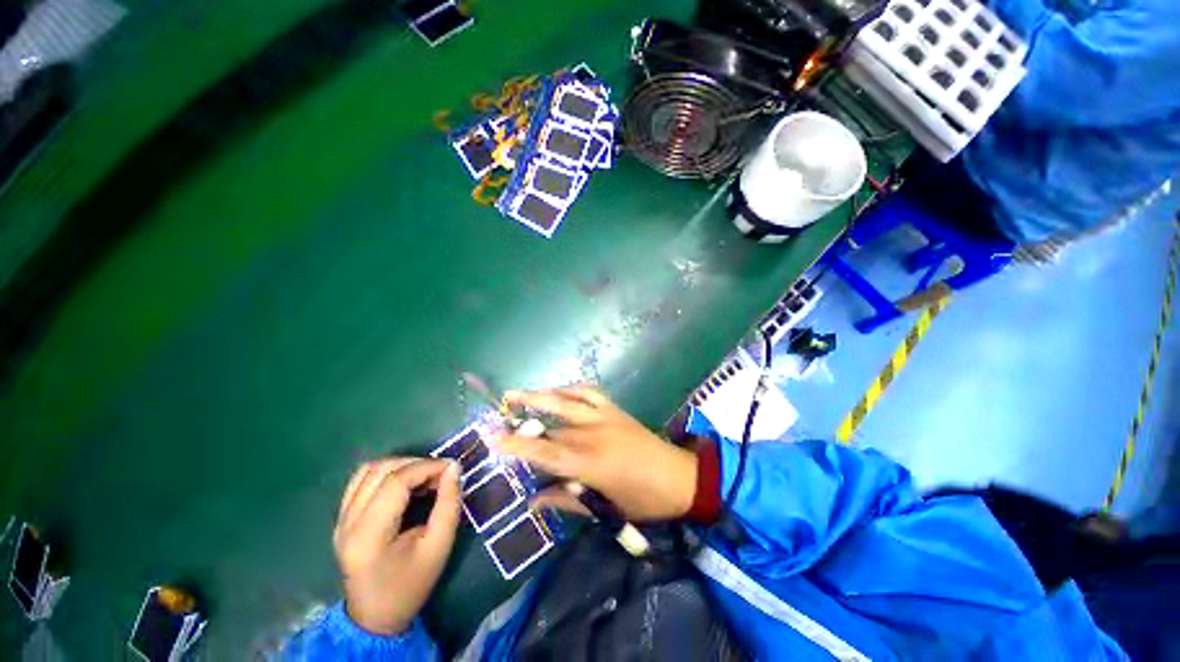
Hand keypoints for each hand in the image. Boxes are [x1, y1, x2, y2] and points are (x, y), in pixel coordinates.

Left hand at [333, 458, 460, 634]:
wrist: (376, 616)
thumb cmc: (411, 584)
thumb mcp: (439, 546)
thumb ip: (449, 504)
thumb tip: (453, 468)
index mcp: (369, 536)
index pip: (395, 482)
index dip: (426, 467)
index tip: (451, 468)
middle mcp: (347, 523)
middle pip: (379, 470)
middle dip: (415, 463)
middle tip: (440, 474)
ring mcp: (340, 520)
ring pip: (368, 470)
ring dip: (400, 465)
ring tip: (424, 476)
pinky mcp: (341, 518)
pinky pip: (361, 480)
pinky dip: (386, 472)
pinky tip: (404, 483)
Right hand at [495, 386, 696, 520]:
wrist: (679, 477)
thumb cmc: (643, 500)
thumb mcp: (604, 508)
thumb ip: (566, 501)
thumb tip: (533, 500)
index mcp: (589, 462)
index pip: (543, 452)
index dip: (514, 445)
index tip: (490, 437)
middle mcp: (592, 433)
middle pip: (549, 425)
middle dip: (521, 419)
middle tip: (496, 413)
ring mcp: (604, 416)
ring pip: (565, 401)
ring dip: (539, 395)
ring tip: (516, 393)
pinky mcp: (615, 409)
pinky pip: (589, 392)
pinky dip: (571, 389)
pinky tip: (558, 390)